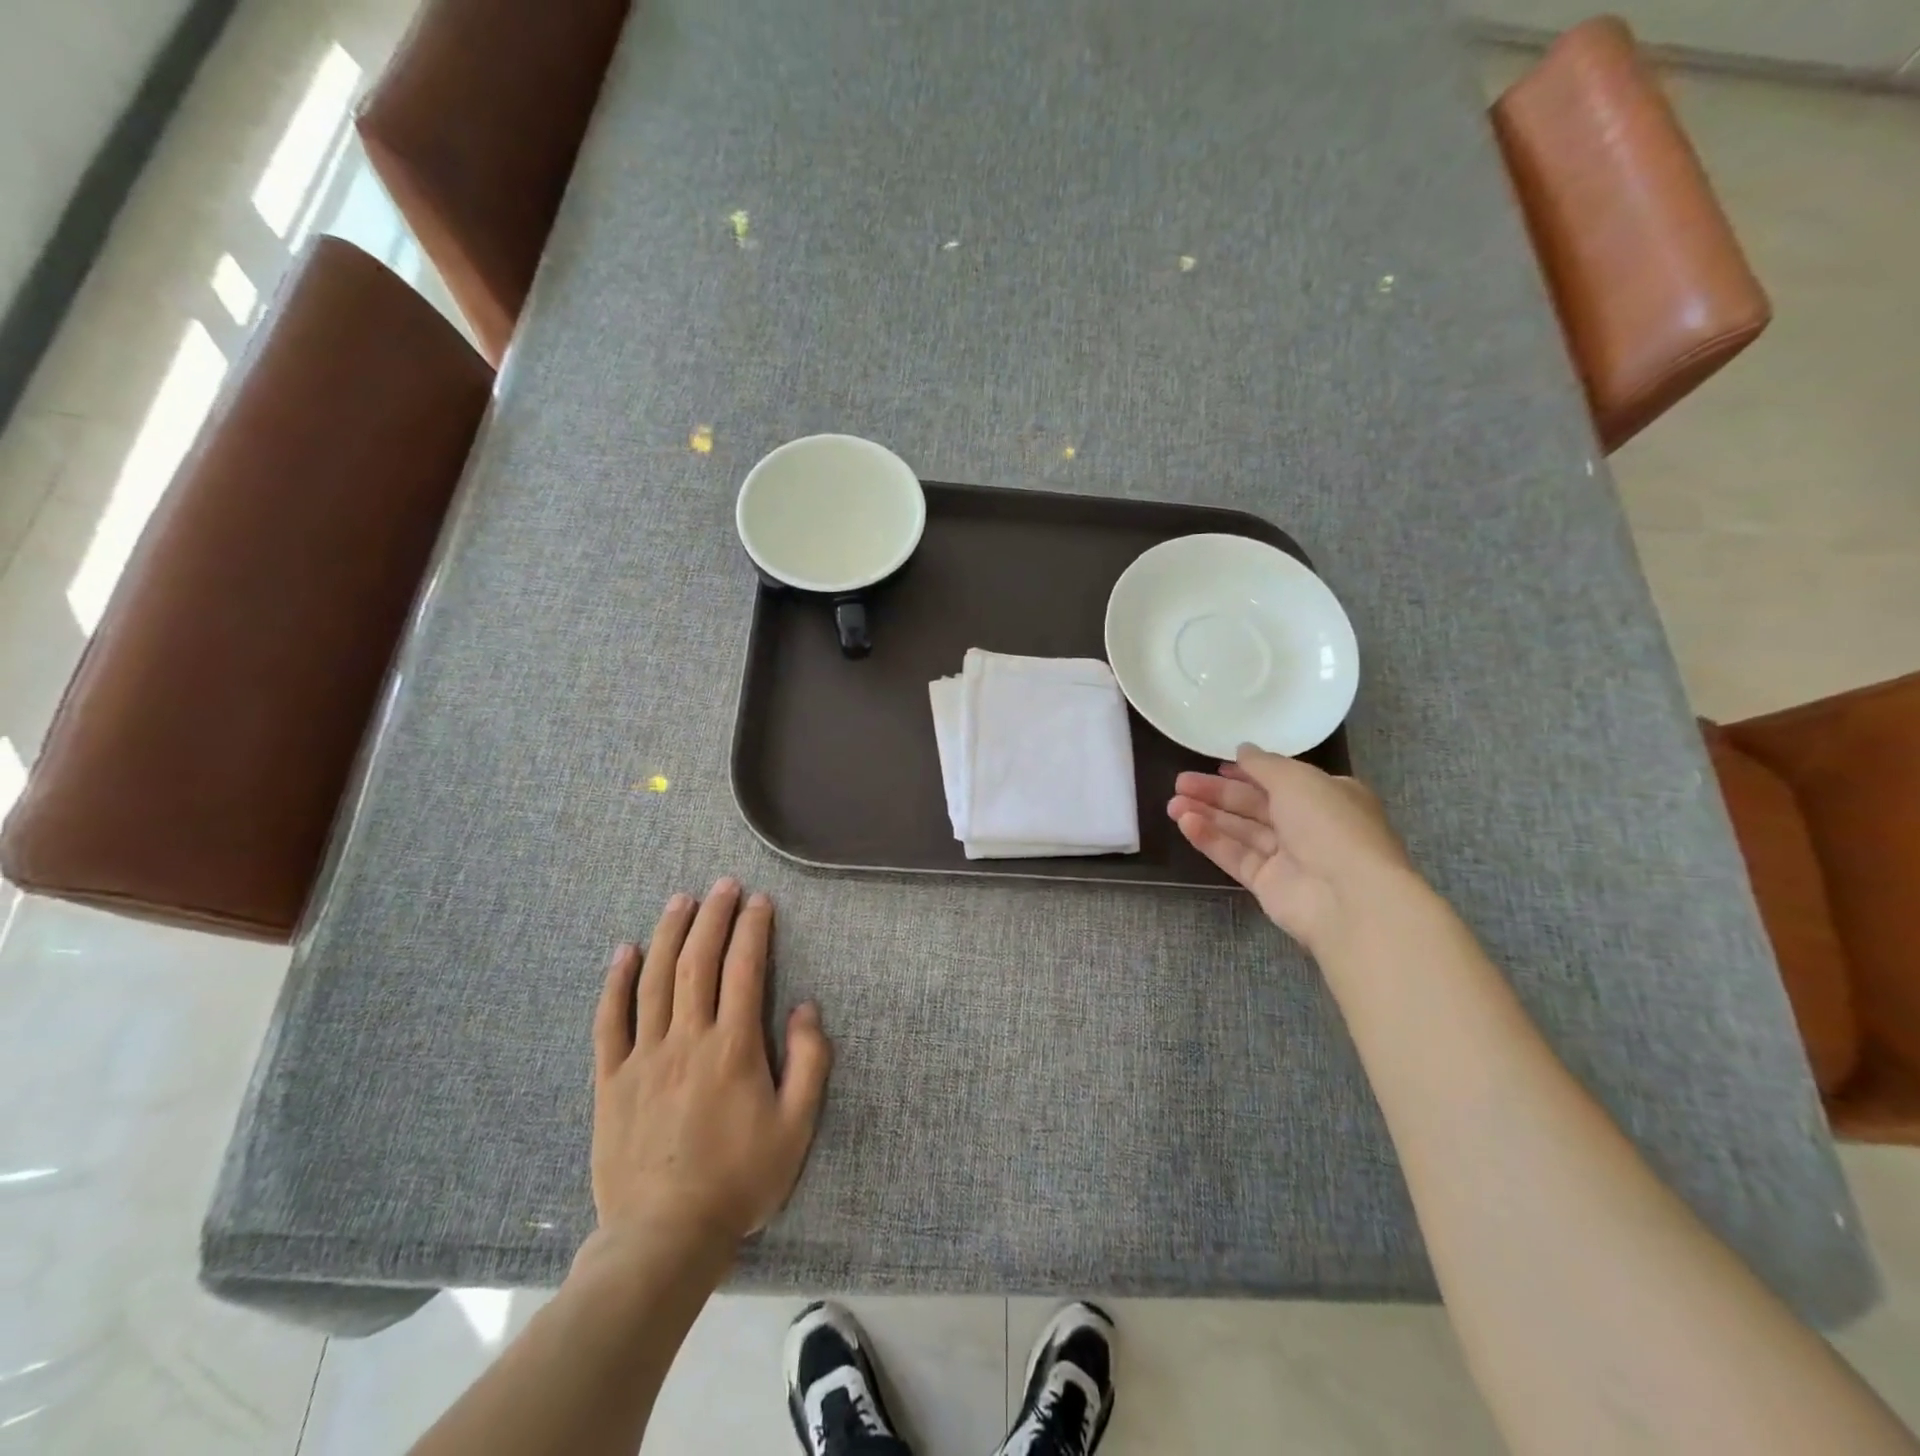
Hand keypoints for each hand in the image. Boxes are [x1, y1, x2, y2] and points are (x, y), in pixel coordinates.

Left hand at [590, 879, 831, 1256]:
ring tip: (681, 900)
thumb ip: (809, 1063)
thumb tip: (806, 1008)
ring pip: (654, 980)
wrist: (663, 1238)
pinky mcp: (611, 1080)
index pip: (744, 970)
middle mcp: (687, 1040)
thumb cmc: (739, 1181)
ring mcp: (644, 1057)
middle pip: (697, 962)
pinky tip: (624, 952)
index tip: (759, 901)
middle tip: (723, 885)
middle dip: (712, 917)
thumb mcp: (796, 1128)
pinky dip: (616, 983)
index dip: (752, 929)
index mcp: (733, 1048)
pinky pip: (610, 1021)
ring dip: (669, 934)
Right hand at [1168, 745, 1417, 949]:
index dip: (1246, 772)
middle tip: (1179, 782)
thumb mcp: (1297, 779)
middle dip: (1217, 793)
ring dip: (1208, 815)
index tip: (1215, 766)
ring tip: (1172, 804)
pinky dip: (1212, 840)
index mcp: (1327, 796)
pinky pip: (1236, 856)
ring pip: (1241, 830)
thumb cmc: (1329, 825)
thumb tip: (1243, 750)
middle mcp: (1309, 825)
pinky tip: (1186, 824)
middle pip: (1254, 805)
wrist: (1349, 897)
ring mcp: (1288, 857)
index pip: (1280, 780)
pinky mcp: (1268, 884)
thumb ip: (1264, 764)